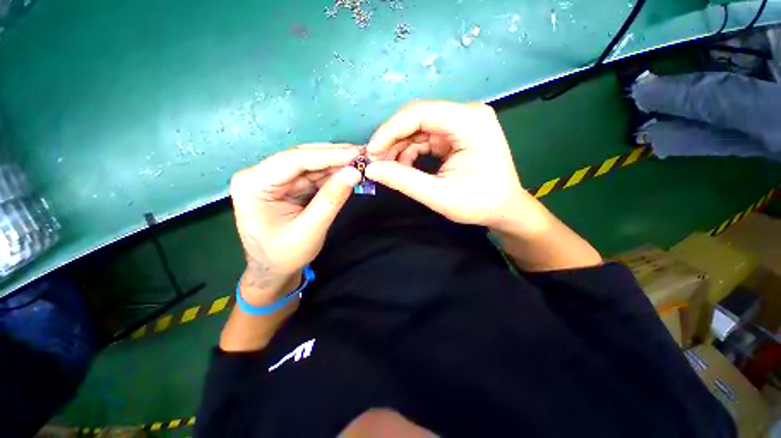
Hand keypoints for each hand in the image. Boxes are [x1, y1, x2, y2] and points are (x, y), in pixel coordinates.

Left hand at [229, 144, 360, 303]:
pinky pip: (312, 174)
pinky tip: (348, 171)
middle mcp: (260, 174)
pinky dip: (332, 174)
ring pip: (310, 163)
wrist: (273, 270)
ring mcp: (274, 178)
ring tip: (360, 161)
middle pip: (301, 157)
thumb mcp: (310, 230)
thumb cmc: (284, 255)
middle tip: (362, 153)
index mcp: (253, 185)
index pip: (293, 161)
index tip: (356, 153)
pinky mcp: (287, 184)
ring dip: (336, 163)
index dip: (328, 155)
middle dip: (334, 156)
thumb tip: (354, 173)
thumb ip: (331, 200)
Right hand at [365, 101, 527, 231]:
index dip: (390, 131)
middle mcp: (466, 115)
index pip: (419, 113)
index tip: (371, 153)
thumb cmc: (479, 204)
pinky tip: (403, 168)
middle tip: (375, 162)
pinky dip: (410, 152)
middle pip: (417, 118)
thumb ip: (403, 181)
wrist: (504, 209)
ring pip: (418, 129)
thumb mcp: (439, 196)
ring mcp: (461, 124)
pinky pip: (425, 138)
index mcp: (469, 122)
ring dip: (399, 147)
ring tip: (387, 168)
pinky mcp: (456, 136)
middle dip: (392, 140)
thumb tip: (371, 169)